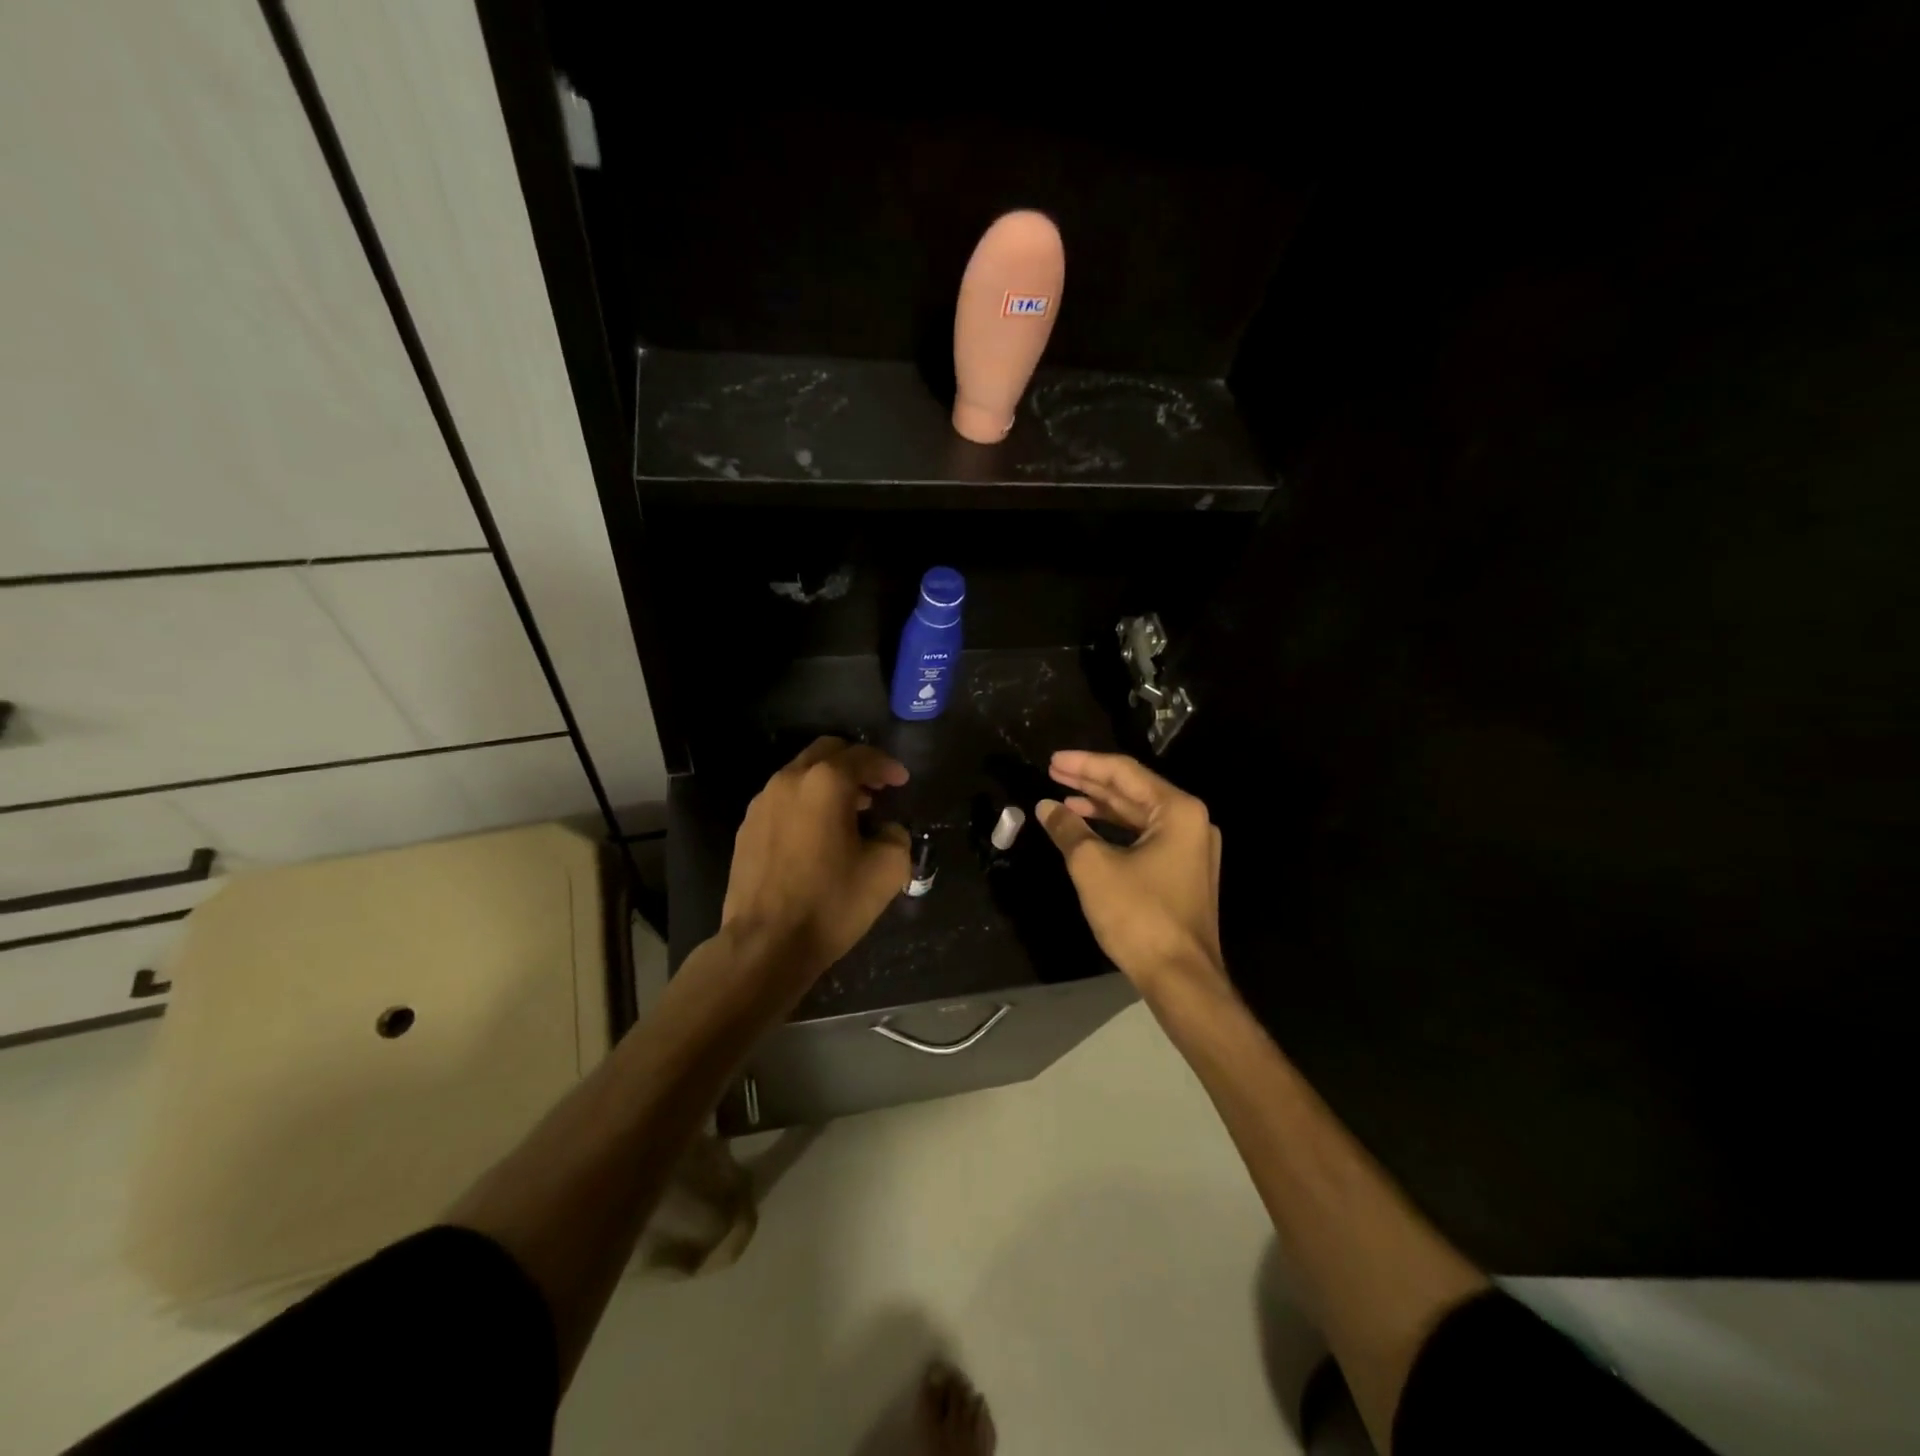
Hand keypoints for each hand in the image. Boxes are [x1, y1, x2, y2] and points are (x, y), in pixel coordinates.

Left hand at [721, 737, 911, 985]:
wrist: (766, 944)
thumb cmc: (831, 902)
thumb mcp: (887, 869)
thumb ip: (896, 835)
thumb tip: (886, 829)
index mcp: (826, 782)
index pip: (863, 756)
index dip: (888, 766)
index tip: (902, 781)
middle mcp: (789, 780)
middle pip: (828, 752)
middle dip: (856, 764)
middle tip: (877, 788)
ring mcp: (762, 803)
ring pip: (802, 774)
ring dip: (829, 783)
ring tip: (851, 812)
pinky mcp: (747, 827)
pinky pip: (783, 799)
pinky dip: (806, 803)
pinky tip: (818, 834)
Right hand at [1037, 750, 1224, 994]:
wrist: (1180, 978)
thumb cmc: (1139, 915)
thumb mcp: (1093, 866)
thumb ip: (1068, 829)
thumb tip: (1046, 806)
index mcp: (1178, 810)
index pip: (1125, 773)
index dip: (1085, 764)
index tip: (1052, 760)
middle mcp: (1191, 822)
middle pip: (1133, 791)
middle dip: (1090, 782)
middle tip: (1053, 772)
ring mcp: (1190, 849)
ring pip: (1138, 816)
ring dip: (1100, 807)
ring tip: (1063, 800)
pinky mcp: (1183, 873)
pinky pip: (1144, 838)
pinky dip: (1114, 832)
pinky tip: (1087, 832)